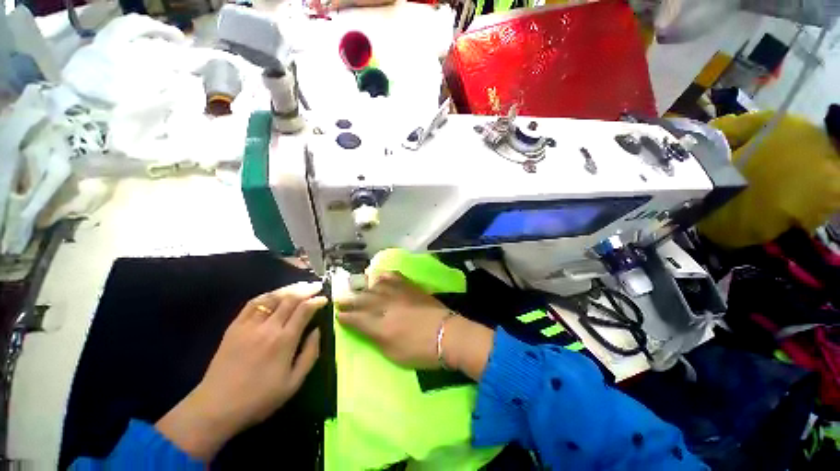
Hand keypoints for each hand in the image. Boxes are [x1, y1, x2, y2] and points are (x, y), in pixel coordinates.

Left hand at [155, 282, 326, 459]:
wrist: (216, 407)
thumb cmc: (259, 398)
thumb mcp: (294, 383)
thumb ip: (310, 354)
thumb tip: (317, 331)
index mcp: (284, 340)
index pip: (304, 310)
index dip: (317, 301)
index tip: (325, 299)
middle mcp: (268, 327)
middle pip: (290, 299)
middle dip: (307, 289)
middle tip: (317, 286)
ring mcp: (249, 325)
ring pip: (272, 297)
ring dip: (289, 289)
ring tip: (301, 285)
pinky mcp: (234, 327)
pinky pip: (252, 304)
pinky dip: (267, 295)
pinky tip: (275, 294)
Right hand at [336, 272, 493, 378]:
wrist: (447, 334)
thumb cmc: (420, 351)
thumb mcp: (394, 353)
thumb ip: (376, 338)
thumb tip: (364, 328)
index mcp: (381, 326)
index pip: (357, 319)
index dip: (345, 316)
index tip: (338, 314)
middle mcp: (387, 306)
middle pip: (363, 300)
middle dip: (350, 300)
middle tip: (341, 298)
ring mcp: (399, 294)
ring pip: (376, 286)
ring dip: (366, 288)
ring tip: (361, 289)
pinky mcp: (410, 287)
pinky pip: (394, 277)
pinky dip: (385, 276)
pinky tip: (380, 277)